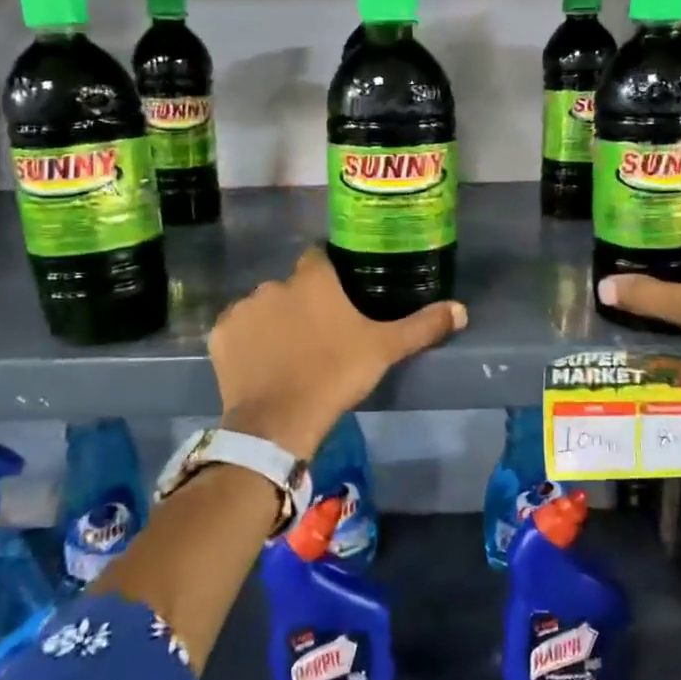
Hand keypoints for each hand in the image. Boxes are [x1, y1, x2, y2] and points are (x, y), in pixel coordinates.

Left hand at [210, 248, 467, 461]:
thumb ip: (422, 326)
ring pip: (263, 307)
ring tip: (288, 354)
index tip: (339, 297)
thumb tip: (461, 309)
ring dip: (274, 322)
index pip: (320, 258)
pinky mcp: (219, 335)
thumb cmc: (335, 375)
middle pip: (292, 286)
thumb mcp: (384, 349)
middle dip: (302, 303)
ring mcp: (242, 309)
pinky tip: (260, 365)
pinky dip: (246, 343)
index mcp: (313, 279)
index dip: (330, 275)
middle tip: (319, 334)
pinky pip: (236, 331)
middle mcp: (274, 284)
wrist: (279, 421)